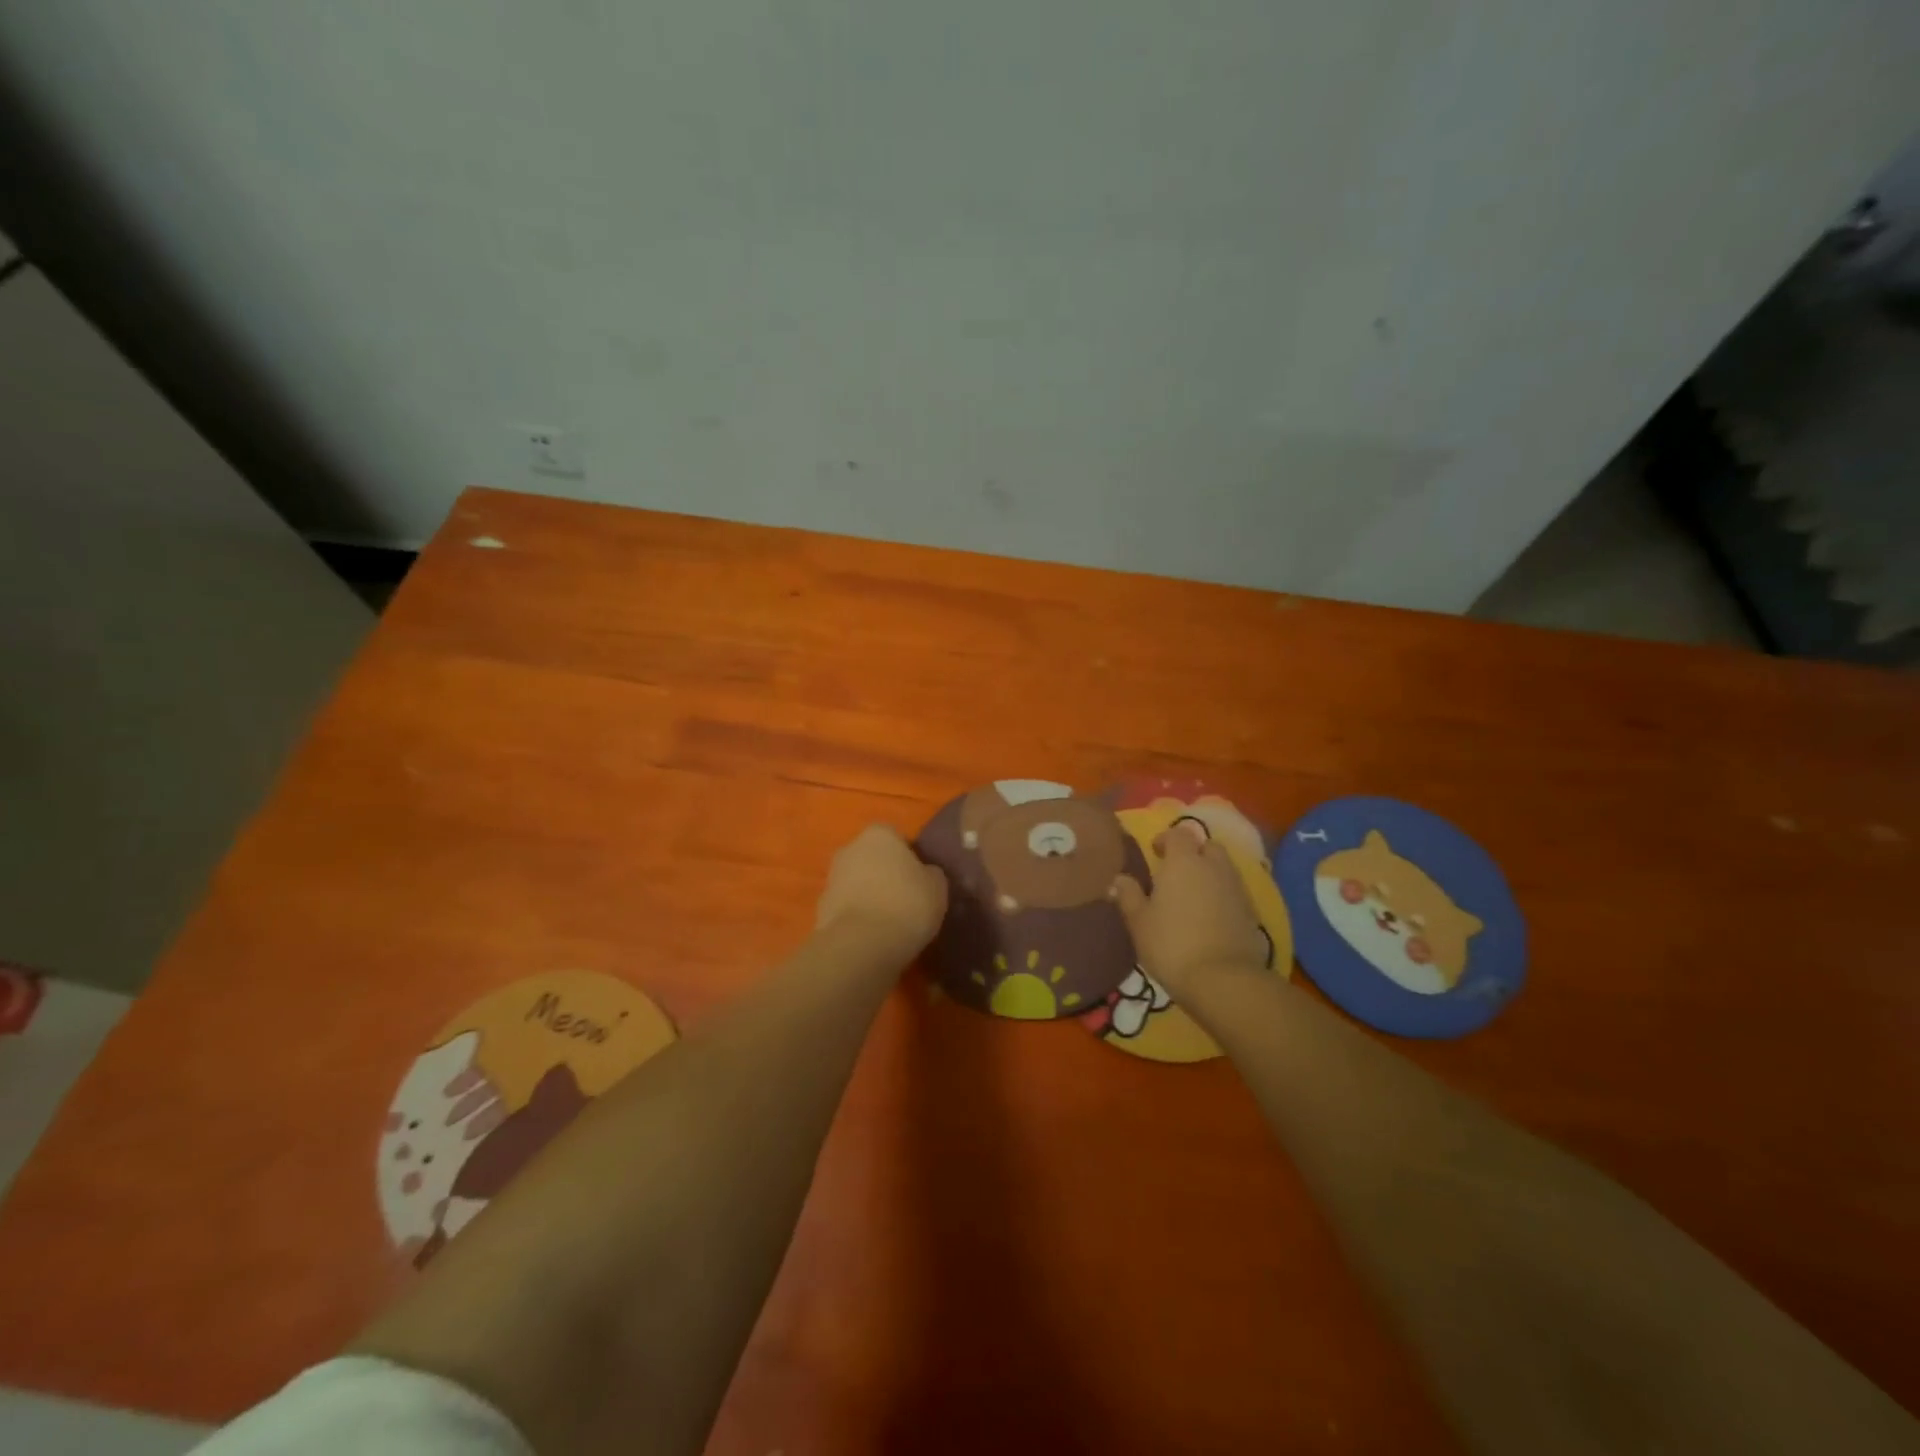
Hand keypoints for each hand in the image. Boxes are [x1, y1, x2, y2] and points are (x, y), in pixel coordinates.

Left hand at [815, 825, 948, 961]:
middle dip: (885, 874)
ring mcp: (832, 878)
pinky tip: (874, 936)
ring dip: (870, 895)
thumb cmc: (906, 904)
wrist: (861, 944)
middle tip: (906, 899)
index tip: (920, 879)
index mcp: (879, 834)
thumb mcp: (937, 887)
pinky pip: (847, 908)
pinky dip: (858, 917)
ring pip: (857, 882)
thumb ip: (930, 873)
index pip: (896, 837)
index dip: (909, 857)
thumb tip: (925, 874)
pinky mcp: (821, 908)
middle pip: (872, 858)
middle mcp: (850, 848)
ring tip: (891, 922)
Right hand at [1111, 829, 1267, 1004]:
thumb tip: (1118, 878)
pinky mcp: (1252, 913)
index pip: (1179, 834)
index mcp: (1184, 862)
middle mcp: (1214, 867)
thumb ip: (1128, 895)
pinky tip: (1210, 918)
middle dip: (1194, 853)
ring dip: (1209, 875)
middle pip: (1208, 847)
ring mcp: (1237, 889)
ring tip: (1192, 897)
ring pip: (1224, 869)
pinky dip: (1222, 897)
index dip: (1166, 839)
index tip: (1155, 852)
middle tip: (1176, 873)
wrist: (1224, 980)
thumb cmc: (1172, 945)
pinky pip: (1234, 893)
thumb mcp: (1139, 922)